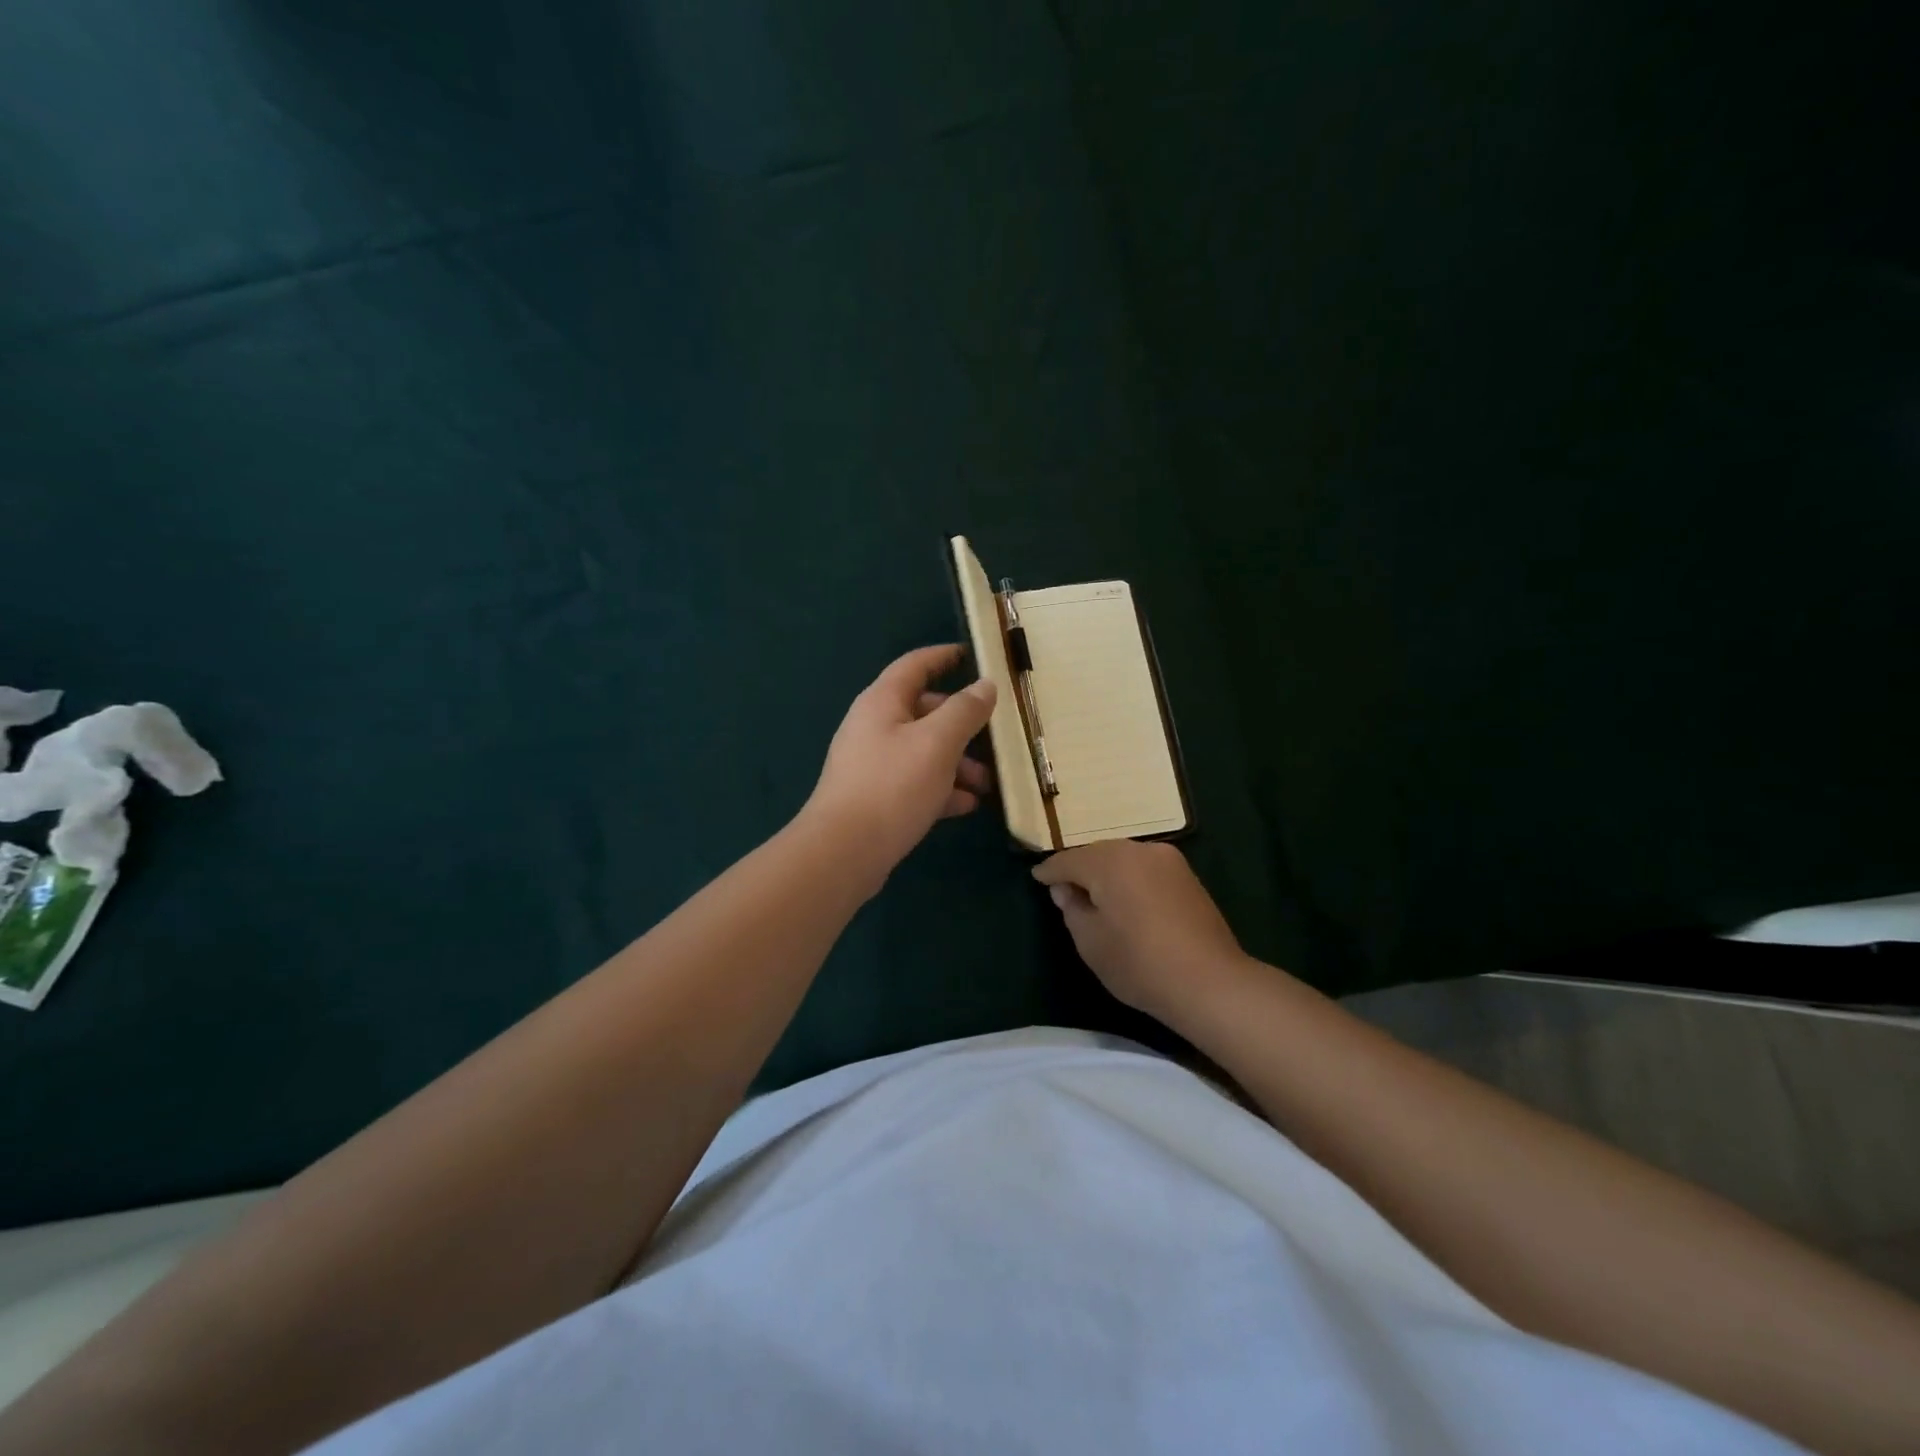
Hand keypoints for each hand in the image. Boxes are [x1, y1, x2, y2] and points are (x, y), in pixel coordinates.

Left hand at [803, 645, 996, 889]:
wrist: (844, 852)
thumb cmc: (893, 786)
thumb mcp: (938, 743)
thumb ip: (965, 710)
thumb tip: (985, 685)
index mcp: (883, 702)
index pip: (915, 665)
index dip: (944, 656)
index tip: (973, 655)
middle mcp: (874, 727)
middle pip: (924, 711)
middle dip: (963, 724)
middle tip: (996, 738)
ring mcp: (873, 764)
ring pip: (923, 751)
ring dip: (958, 763)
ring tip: (989, 783)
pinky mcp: (876, 798)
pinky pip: (916, 783)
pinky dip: (942, 789)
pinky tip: (968, 805)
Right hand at [1033, 839, 1252, 1025]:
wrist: (1210, 982)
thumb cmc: (1139, 963)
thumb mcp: (1090, 942)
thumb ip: (1072, 909)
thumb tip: (1066, 889)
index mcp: (1110, 861)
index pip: (1069, 861)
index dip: (1050, 871)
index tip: (1036, 878)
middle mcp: (1138, 850)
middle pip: (1098, 854)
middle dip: (1079, 868)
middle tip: (1063, 888)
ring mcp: (1168, 860)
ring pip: (1124, 859)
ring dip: (1106, 873)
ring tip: (1094, 895)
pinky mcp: (1187, 876)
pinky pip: (1145, 869)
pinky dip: (1129, 879)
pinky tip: (1125, 899)